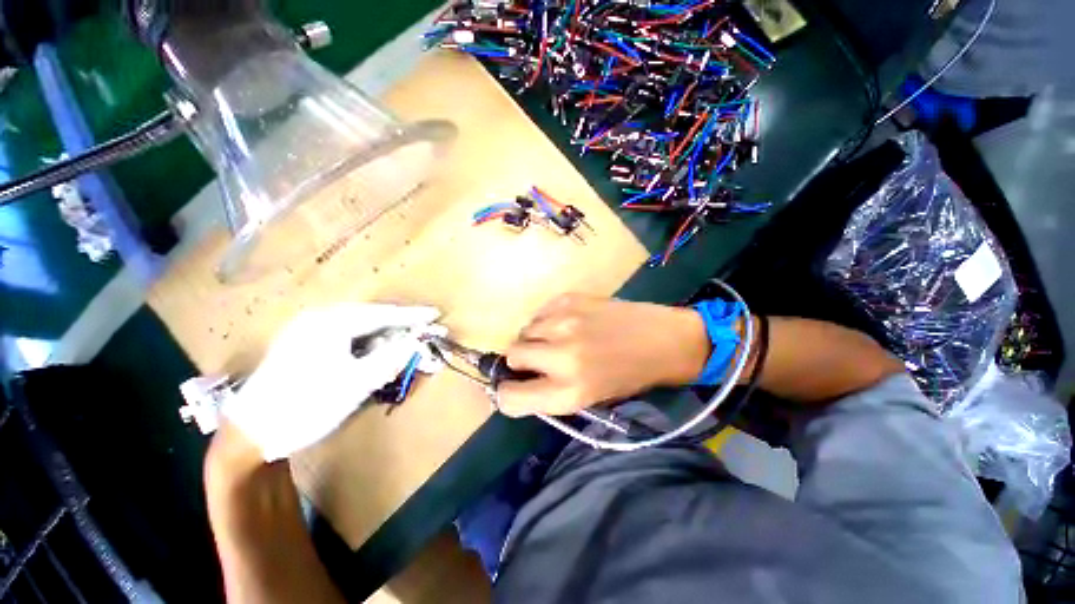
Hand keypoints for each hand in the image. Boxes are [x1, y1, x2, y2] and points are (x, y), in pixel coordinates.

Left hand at [222, 303, 439, 460]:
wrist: (249, 432)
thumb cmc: (305, 406)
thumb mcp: (355, 384)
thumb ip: (390, 359)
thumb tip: (418, 342)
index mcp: (330, 323)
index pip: (382, 314)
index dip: (412, 315)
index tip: (435, 315)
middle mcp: (318, 318)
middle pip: (370, 315)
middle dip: (398, 323)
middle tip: (421, 331)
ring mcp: (306, 329)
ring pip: (357, 324)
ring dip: (382, 333)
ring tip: (402, 342)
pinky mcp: (301, 342)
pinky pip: (343, 334)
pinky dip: (364, 340)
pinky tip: (371, 351)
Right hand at [497, 294, 710, 417]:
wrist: (664, 340)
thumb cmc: (629, 376)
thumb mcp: (590, 398)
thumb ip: (551, 392)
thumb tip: (521, 379)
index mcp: (569, 392)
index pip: (510, 398)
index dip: (509, 393)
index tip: (516, 386)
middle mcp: (562, 357)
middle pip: (512, 355)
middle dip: (521, 360)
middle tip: (540, 358)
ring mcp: (565, 323)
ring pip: (524, 330)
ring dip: (535, 338)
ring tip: (558, 339)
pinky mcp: (570, 299)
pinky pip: (540, 312)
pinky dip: (547, 320)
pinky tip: (568, 322)